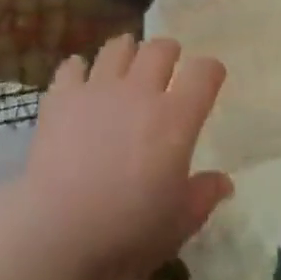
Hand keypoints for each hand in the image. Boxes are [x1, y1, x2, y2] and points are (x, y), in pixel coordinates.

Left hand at [23, 35, 233, 279]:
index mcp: (176, 119)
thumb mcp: (178, 224)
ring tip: (125, 64)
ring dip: (127, 52)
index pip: (204, 73)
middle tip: (167, 66)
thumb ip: (203, 197)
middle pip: (160, 49)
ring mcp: (98, 89)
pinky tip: (80, 82)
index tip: (210, 78)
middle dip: (169, 52)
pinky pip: (72, 66)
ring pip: (118, 48)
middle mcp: (140, 91)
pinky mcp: (62, 96)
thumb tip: (224, 182)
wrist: (56, 231)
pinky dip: (79, 70)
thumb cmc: (126, 232)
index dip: (210, 71)